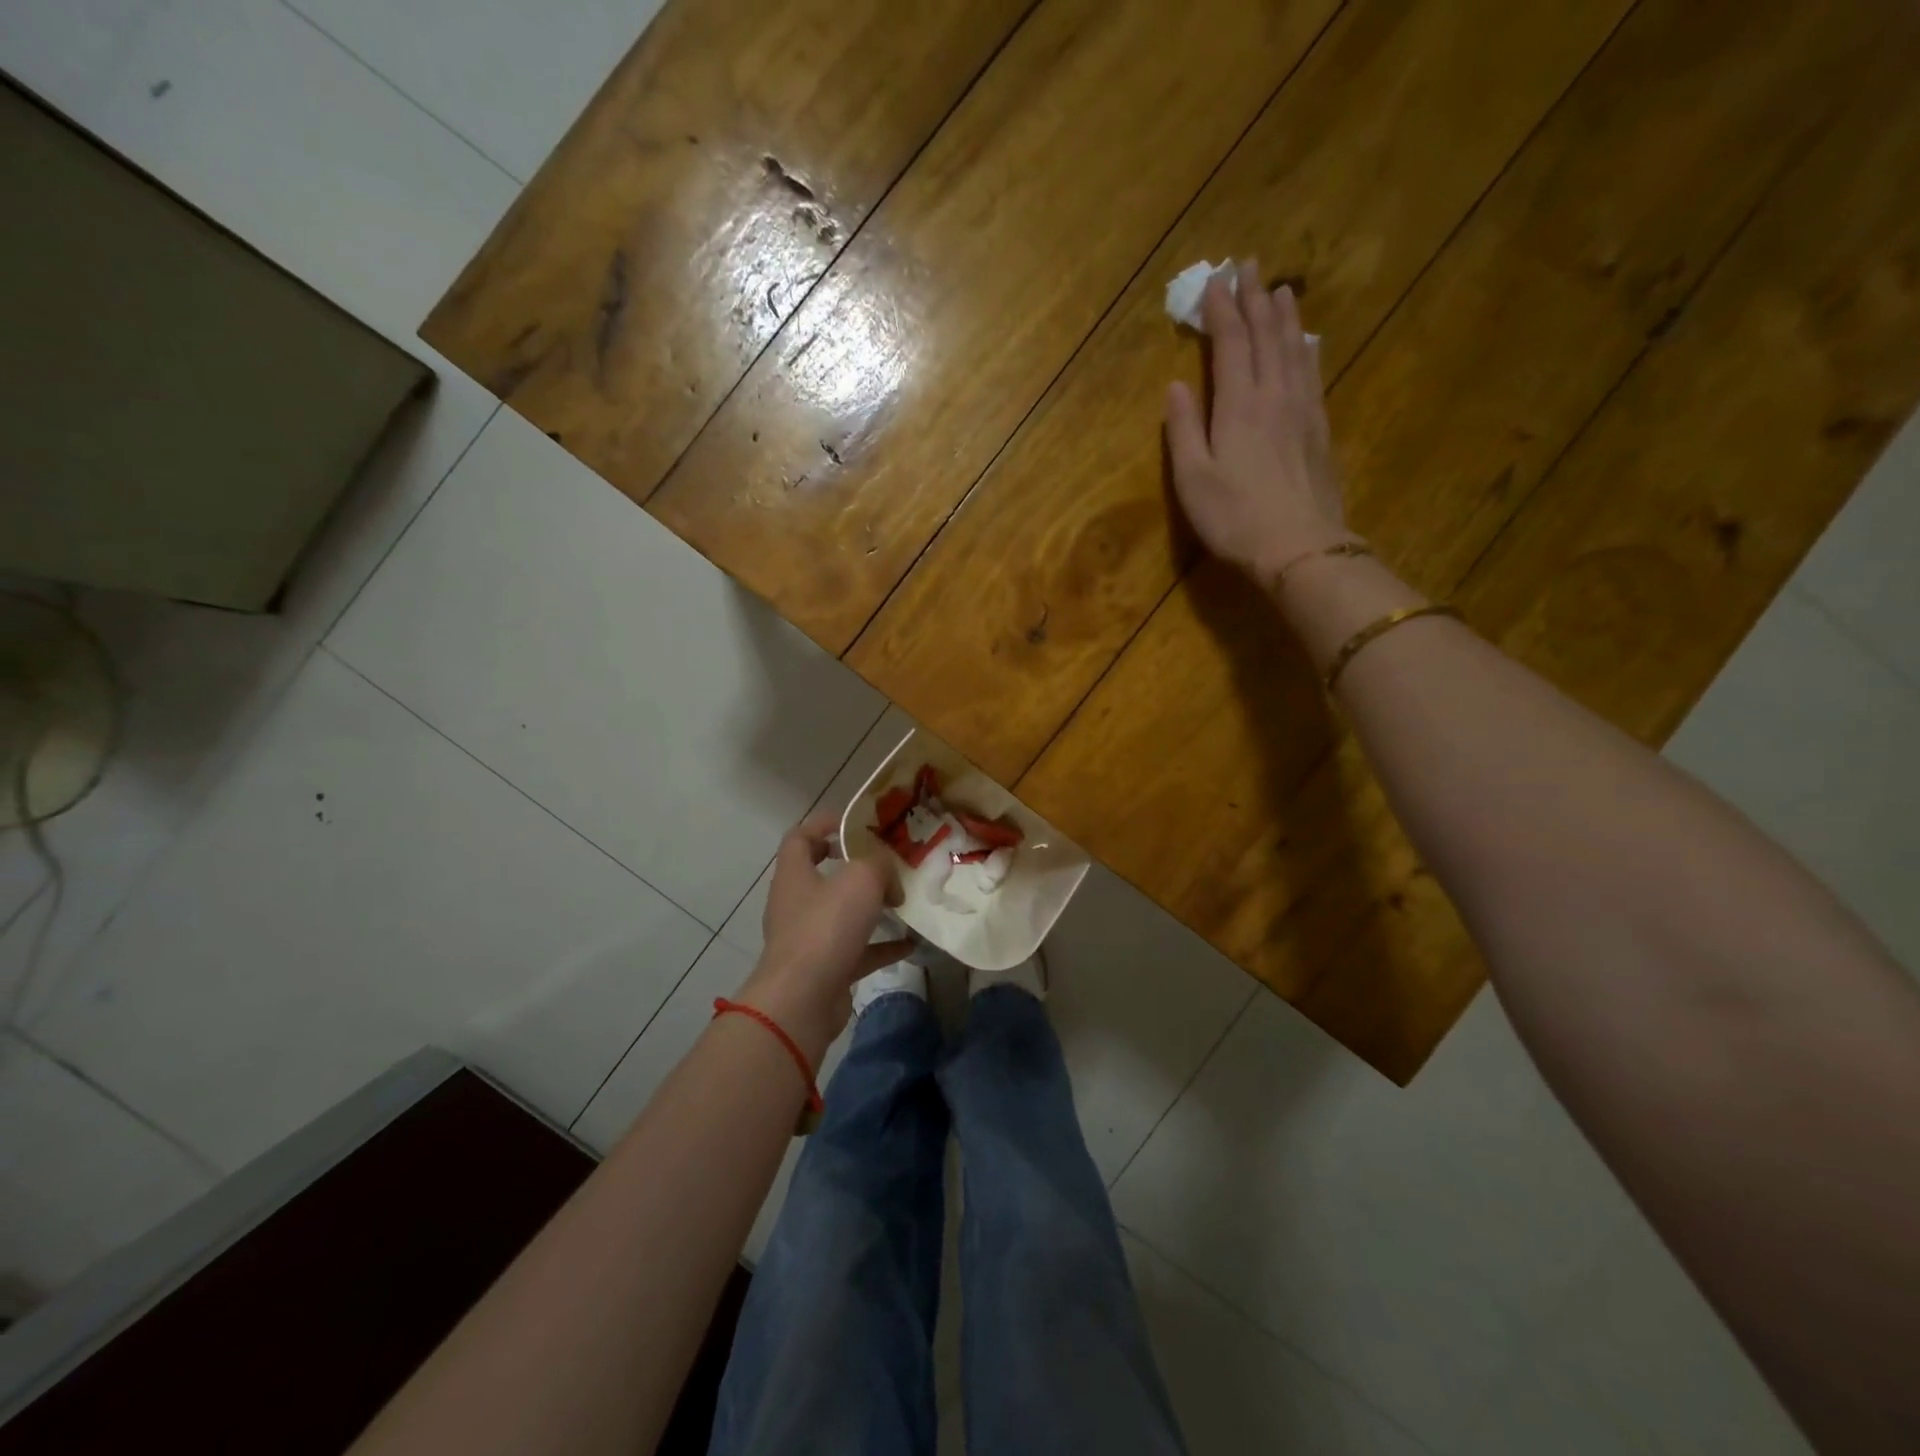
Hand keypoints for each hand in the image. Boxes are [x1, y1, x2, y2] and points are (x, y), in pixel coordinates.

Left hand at [736, 813, 912, 1065]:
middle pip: (823, 874)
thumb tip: (888, 878)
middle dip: (856, 867)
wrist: (802, 1000)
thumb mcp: (861, 880)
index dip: (824, 824)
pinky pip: (857, 950)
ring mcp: (809, 937)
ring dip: (871, 907)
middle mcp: (797, 903)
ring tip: (903, 901)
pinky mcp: (825, 968)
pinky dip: (882, 945)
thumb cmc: (825, 928)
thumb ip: (879, 865)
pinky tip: (911, 943)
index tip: (856, 823)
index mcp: (795, 874)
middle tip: (887, 862)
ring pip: (842, 913)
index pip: (800, 837)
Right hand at [1165, 259, 1352, 587]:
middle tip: (1248, 265)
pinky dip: (1306, 348)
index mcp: (1238, 405)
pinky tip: (1308, 341)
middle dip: (1254, 298)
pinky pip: (1313, 372)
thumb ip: (1183, 429)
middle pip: (1265, 335)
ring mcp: (1303, 409)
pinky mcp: (1320, 428)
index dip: (1221, 310)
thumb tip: (1175, 386)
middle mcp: (1274, 394)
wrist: (1300, 546)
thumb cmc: (1234, 518)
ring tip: (1279, 289)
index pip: (1230, 343)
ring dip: (1284, 316)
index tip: (1214, 280)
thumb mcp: (1193, 479)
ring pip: (1294, 347)